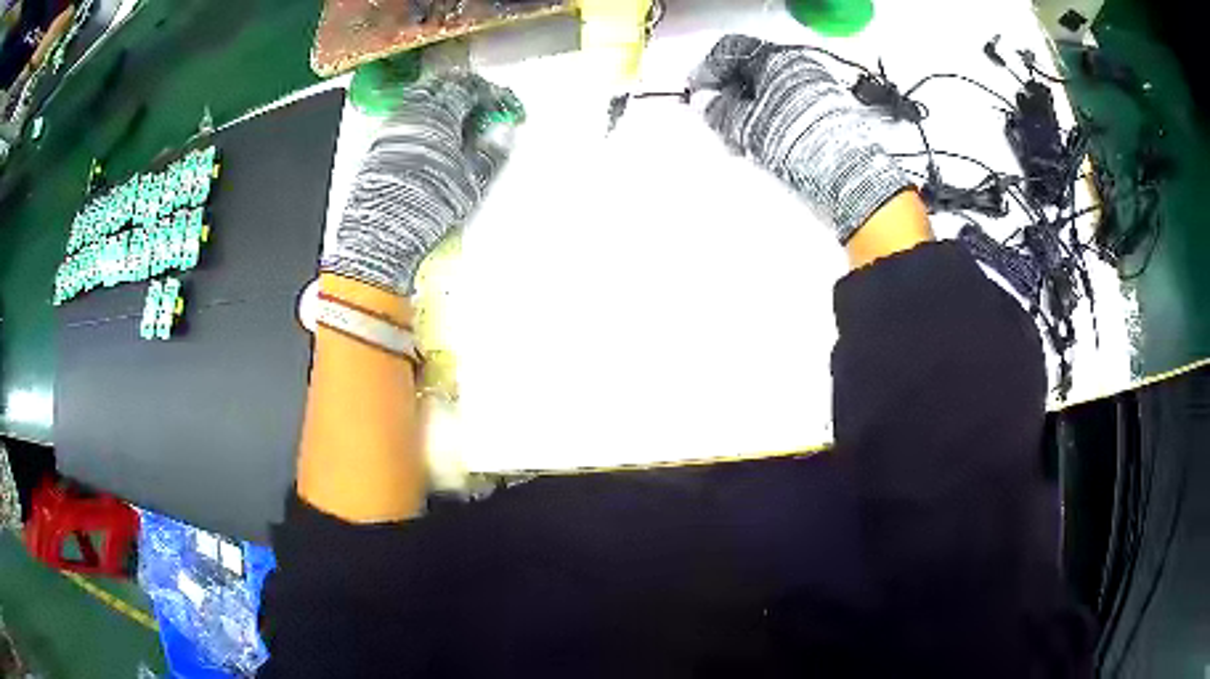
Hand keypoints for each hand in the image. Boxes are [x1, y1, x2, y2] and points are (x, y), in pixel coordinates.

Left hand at [323, 72, 521, 293]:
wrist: (382, 230)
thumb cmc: (425, 205)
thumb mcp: (470, 181)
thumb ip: (491, 151)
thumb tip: (503, 133)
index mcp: (439, 115)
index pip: (470, 88)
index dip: (493, 94)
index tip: (505, 105)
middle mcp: (413, 113)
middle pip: (443, 85)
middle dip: (467, 89)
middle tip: (485, 101)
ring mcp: (394, 126)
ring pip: (422, 96)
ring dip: (444, 99)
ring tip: (460, 116)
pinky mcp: (380, 142)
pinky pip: (407, 112)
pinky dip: (426, 112)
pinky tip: (434, 131)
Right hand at [691, 35, 912, 242]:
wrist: (847, 175)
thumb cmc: (798, 142)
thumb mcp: (746, 126)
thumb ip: (718, 110)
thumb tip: (704, 101)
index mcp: (778, 58)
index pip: (732, 50)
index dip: (708, 70)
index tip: (697, 92)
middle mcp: (802, 65)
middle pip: (754, 69)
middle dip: (731, 91)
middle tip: (716, 116)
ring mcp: (820, 87)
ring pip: (773, 89)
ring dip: (751, 108)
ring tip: (740, 137)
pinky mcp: (831, 111)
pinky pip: (791, 105)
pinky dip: (773, 117)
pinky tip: (766, 142)